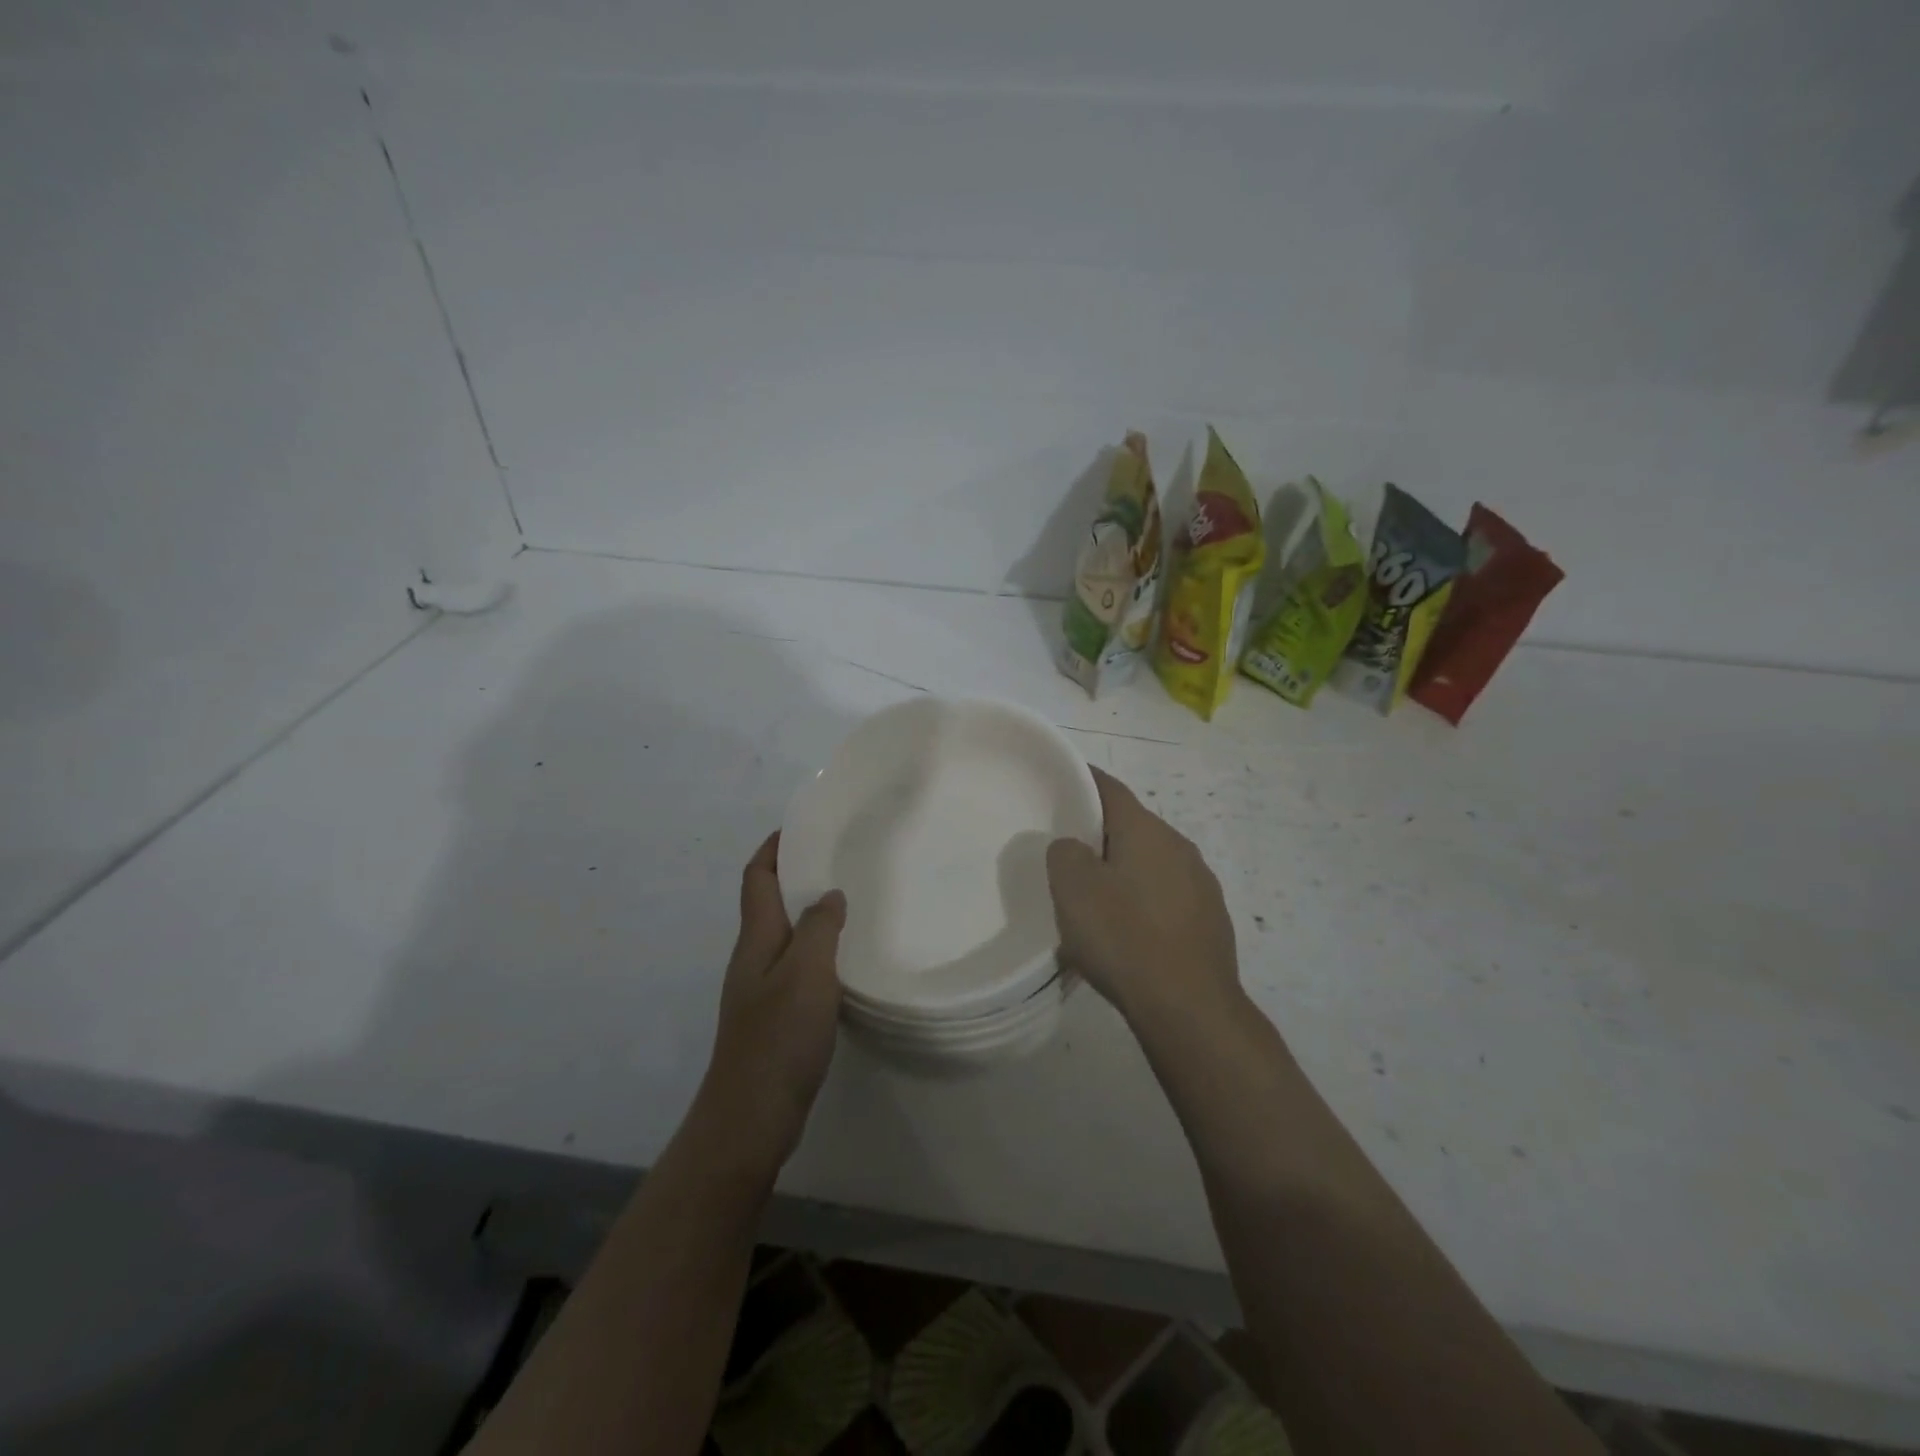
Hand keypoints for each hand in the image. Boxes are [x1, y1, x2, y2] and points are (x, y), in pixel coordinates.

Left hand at [697, 833, 845, 1173]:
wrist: (750, 1117)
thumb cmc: (778, 1038)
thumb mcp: (807, 973)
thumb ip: (819, 928)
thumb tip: (828, 894)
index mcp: (756, 939)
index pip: (757, 879)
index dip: (773, 848)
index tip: (802, 827)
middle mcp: (754, 958)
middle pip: (769, 903)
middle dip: (797, 876)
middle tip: (840, 861)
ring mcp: (761, 990)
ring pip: (786, 936)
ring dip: (810, 914)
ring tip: (850, 903)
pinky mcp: (775, 1018)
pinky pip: (797, 967)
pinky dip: (818, 951)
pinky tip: (847, 961)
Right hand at [1047, 767, 1241, 1025]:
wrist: (1189, 1007)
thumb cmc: (1125, 937)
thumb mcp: (1073, 888)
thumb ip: (1065, 853)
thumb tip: (1075, 849)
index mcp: (1147, 830)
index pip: (1110, 788)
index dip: (1083, 780)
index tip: (1060, 782)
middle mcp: (1180, 846)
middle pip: (1132, 826)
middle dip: (1100, 833)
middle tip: (1067, 851)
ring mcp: (1201, 884)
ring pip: (1151, 863)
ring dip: (1124, 870)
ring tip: (1097, 898)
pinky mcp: (1211, 920)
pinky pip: (1167, 896)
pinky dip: (1144, 901)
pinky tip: (1130, 931)